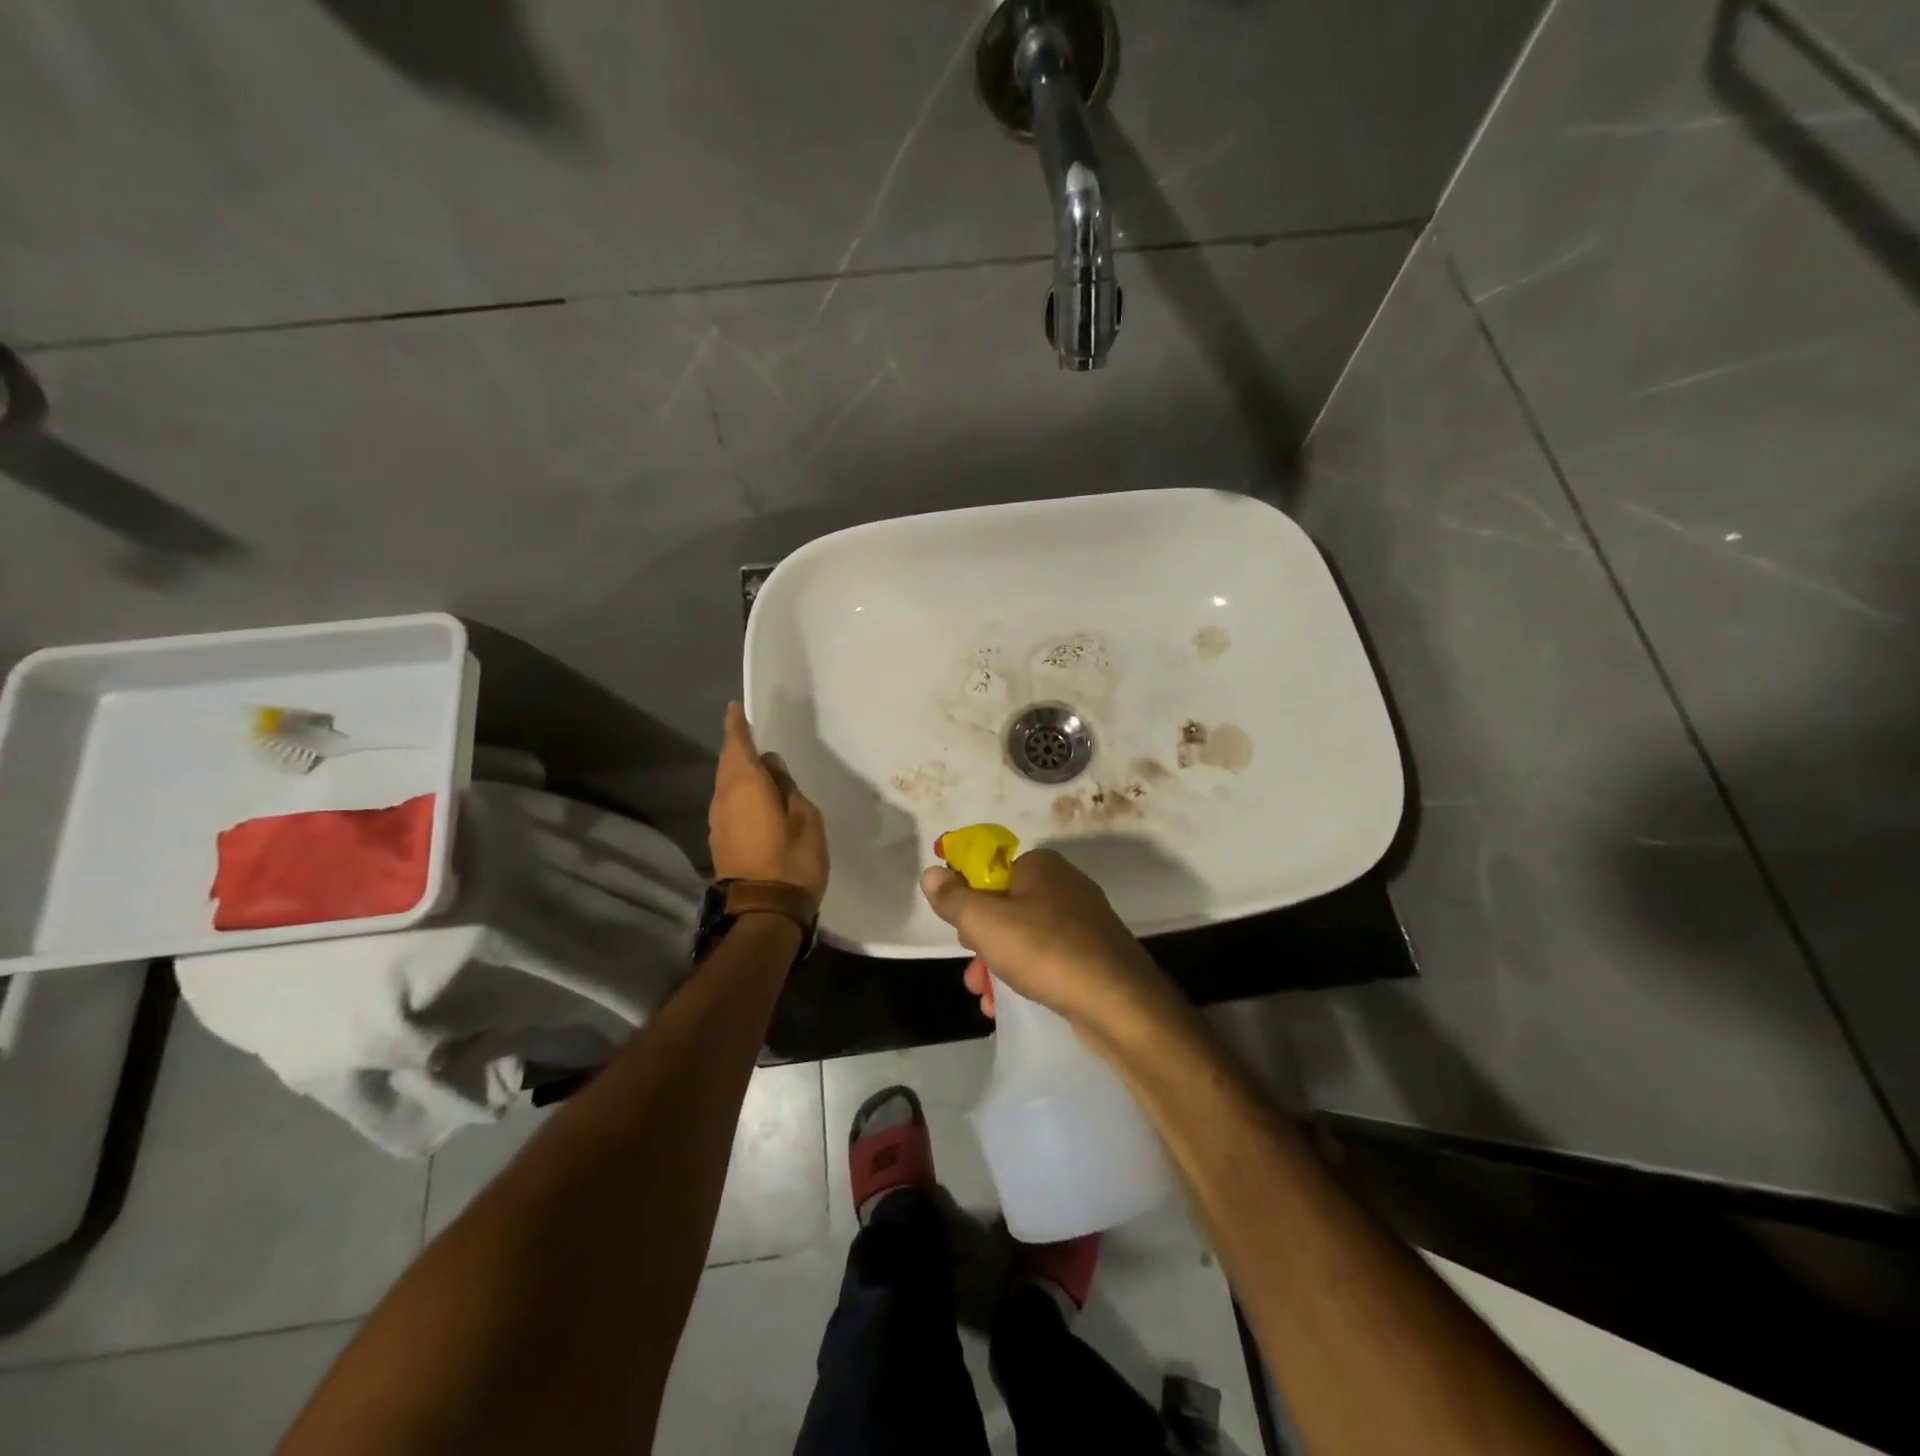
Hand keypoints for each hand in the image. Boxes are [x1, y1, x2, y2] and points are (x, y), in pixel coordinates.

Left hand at [708, 703, 828, 900]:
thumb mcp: (805, 816)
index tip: (735, 708)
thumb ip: (787, 786)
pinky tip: (756, 800)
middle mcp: (724, 798)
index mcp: (745, 785)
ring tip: (761, 770)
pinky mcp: (720, 842)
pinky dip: (740, 795)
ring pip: (727, 786)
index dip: (736, 726)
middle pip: (728, 765)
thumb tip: (771, 766)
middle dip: (739, 749)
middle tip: (753, 737)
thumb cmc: (792, 858)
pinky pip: (729, 805)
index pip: (737, 745)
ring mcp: (718, 822)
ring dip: (740, 774)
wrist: (765, 912)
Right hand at [919, 849, 1173, 1034]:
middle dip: (982, 942)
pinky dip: (1026, 977)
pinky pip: (1048, 958)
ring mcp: (1084, 920)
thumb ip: (954, 897)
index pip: (990, 870)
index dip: (969, 899)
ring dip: (998, 966)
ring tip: (987, 999)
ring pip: (1025, 937)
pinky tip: (1010, 1007)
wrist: (1119, 1003)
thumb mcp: (984, 922)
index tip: (962, 931)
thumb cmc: (1044, 951)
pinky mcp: (1095, 953)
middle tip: (975, 971)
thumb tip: (932, 873)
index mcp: (1041, 865)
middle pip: (1005, 906)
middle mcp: (1065, 884)